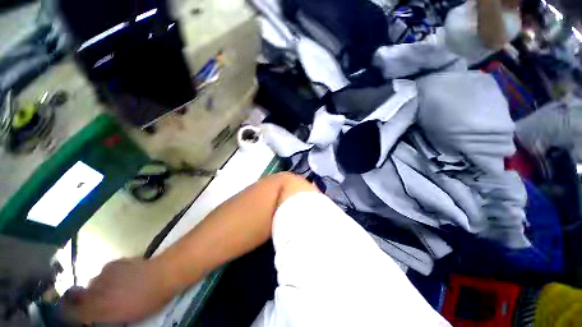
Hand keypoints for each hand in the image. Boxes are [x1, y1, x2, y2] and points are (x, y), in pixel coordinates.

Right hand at [64, 258, 175, 323]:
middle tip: (101, 302)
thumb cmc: (149, 300)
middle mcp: (96, 291)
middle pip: (79, 297)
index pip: (71, 313)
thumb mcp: (126, 317)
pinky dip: (109, 276)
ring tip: (116, 288)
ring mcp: (104, 275)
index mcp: (100, 309)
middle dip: (85, 301)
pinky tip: (123, 276)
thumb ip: (105, 317)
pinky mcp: (114, 262)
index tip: (71, 315)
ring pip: (92, 283)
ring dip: (99, 287)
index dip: (68, 314)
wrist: (164, 273)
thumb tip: (93, 317)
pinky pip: (104, 272)